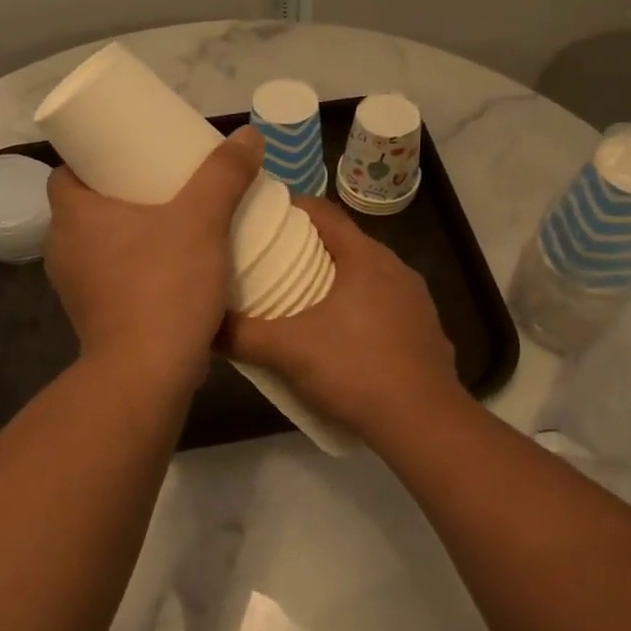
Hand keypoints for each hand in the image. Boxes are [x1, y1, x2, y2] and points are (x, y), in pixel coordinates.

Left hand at [45, 127, 262, 395]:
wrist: (147, 375)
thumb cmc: (164, 286)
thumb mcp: (202, 220)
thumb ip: (224, 175)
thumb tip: (249, 134)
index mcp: (73, 215)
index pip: (67, 172)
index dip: (95, 159)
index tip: (132, 156)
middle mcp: (63, 248)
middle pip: (87, 206)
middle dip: (121, 193)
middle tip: (164, 183)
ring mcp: (75, 287)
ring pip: (99, 243)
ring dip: (129, 232)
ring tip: (173, 222)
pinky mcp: (94, 316)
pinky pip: (111, 275)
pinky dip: (134, 265)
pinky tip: (171, 267)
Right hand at [222, 197, 465, 440]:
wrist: (424, 422)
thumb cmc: (355, 369)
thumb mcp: (289, 351)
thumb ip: (242, 335)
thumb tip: (204, 326)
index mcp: (366, 258)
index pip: (325, 213)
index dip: (293, 208)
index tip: (263, 216)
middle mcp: (396, 269)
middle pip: (346, 243)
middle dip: (309, 247)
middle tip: (272, 260)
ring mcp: (416, 301)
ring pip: (368, 276)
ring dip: (337, 280)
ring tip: (302, 298)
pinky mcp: (426, 331)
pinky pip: (386, 306)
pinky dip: (361, 309)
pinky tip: (342, 336)